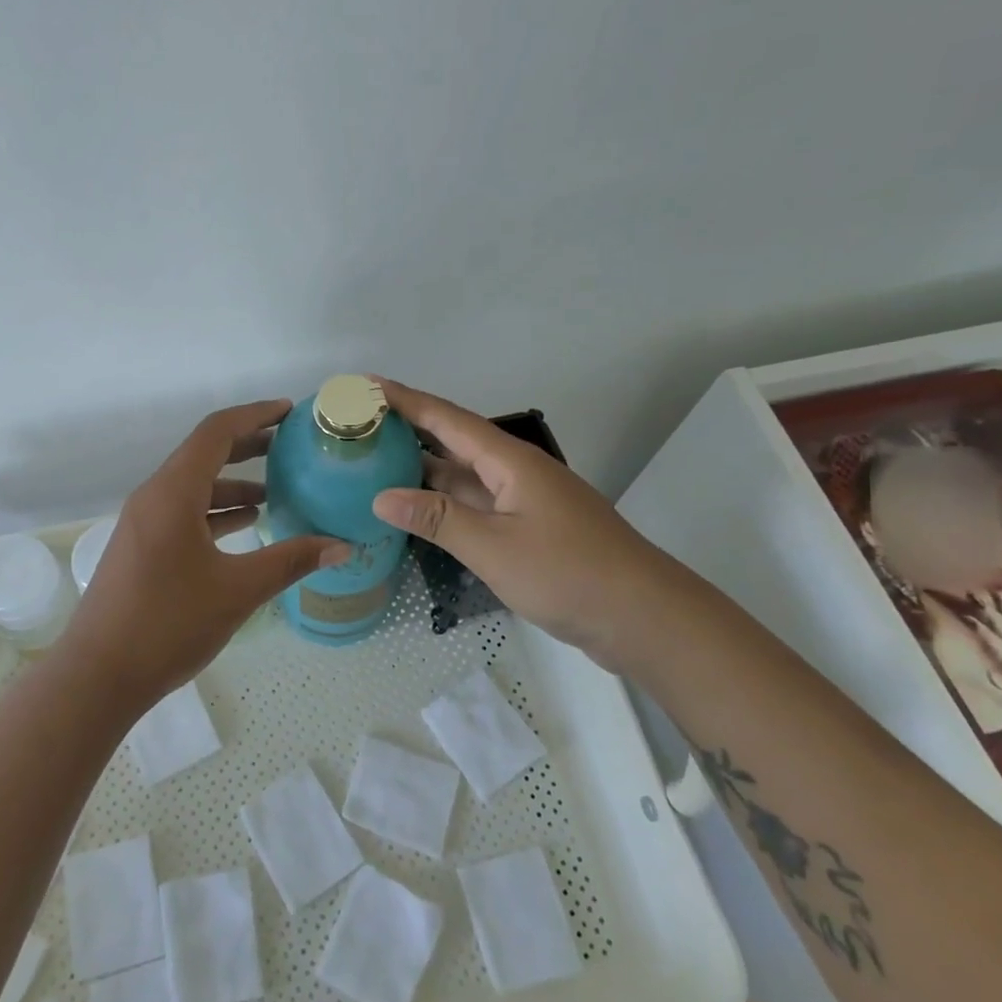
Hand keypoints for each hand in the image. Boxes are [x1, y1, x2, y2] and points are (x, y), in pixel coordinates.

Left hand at [58, 399, 348, 709]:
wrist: (98, 675)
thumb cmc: (168, 624)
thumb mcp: (238, 590)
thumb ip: (291, 561)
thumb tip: (342, 546)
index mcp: (173, 493)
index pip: (216, 432)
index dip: (255, 415)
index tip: (289, 413)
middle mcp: (154, 497)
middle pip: (204, 454)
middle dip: (248, 446)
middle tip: (290, 447)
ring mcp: (143, 523)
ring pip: (193, 486)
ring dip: (233, 484)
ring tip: (276, 493)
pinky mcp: (141, 547)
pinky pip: (182, 512)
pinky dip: (215, 511)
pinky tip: (245, 527)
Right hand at [370, 378, 672, 656]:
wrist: (642, 616)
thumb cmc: (568, 573)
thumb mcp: (494, 547)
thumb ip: (438, 519)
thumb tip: (380, 496)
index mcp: (509, 462)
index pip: (447, 419)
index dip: (406, 400)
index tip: (365, 385)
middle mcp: (514, 472)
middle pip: (453, 441)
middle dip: (408, 429)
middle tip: (359, 426)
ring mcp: (523, 501)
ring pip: (464, 475)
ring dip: (423, 467)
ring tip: (375, 462)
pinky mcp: (528, 529)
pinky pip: (476, 504)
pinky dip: (444, 503)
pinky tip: (419, 510)